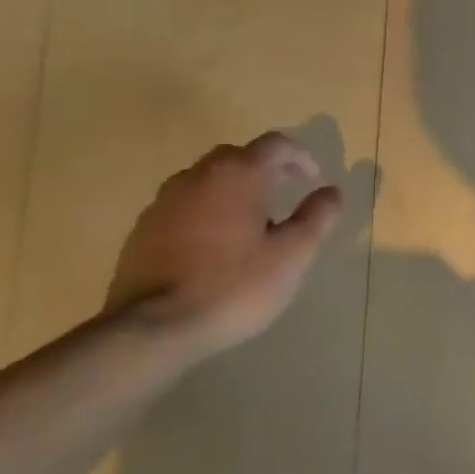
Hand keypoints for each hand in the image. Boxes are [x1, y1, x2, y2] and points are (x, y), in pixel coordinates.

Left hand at [105, 132, 342, 356]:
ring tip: (251, 224)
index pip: (276, 144)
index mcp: (238, 175)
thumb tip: (331, 191)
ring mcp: (164, 201)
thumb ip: (318, 216)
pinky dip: (207, 212)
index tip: (315, 182)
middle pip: (239, 156)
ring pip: (208, 180)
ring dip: (235, 190)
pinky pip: (185, 206)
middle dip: (267, 170)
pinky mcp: (143, 229)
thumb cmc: (233, 285)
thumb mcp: (293, 254)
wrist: (151, 329)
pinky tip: (215, 247)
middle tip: (286, 196)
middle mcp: (198, 176)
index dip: (302, 157)